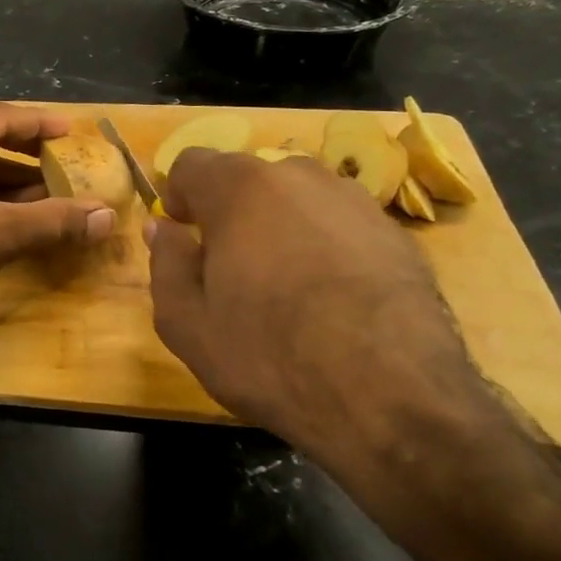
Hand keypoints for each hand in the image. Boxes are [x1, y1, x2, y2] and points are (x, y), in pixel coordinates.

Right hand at [148, 149, 500, 482]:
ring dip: (280, 228)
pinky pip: (341, 226)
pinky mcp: (398, 235)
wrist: (394, 397)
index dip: (178, 195)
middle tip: (229, 269)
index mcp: (241, 189)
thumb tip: (163, 228)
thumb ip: (166, 264)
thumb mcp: (186, 323)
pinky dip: (326, 247)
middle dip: (230, 213)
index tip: (182, 233)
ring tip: (285, 288)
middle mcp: (300, 177)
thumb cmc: (270, 356)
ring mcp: (356, 202)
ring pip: (299, 200)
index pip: (192, 163)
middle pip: (248, 179)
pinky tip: (332, 301)